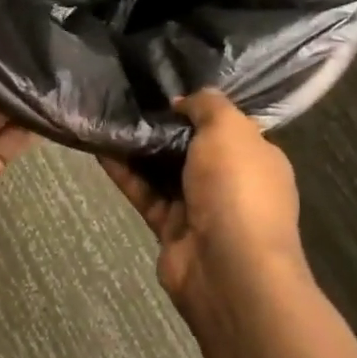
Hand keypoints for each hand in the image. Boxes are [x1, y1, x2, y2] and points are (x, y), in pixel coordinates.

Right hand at [101, 90, 307, 313]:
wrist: (229, 270)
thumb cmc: (238, 187)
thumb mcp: (229, 128)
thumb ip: (208, 105)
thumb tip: (183, 101)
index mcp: (256, 158)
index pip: (229, 126)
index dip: (201, 107)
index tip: (168, 87)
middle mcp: (231, 183)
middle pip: (193, 148)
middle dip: (165, 126)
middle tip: (131, 97)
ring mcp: (201, 209)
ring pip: (164, 171)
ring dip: (139, 147)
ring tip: (109, 116)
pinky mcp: (171, 230)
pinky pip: (144, 193)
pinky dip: (124, 173)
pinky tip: (100, 147)